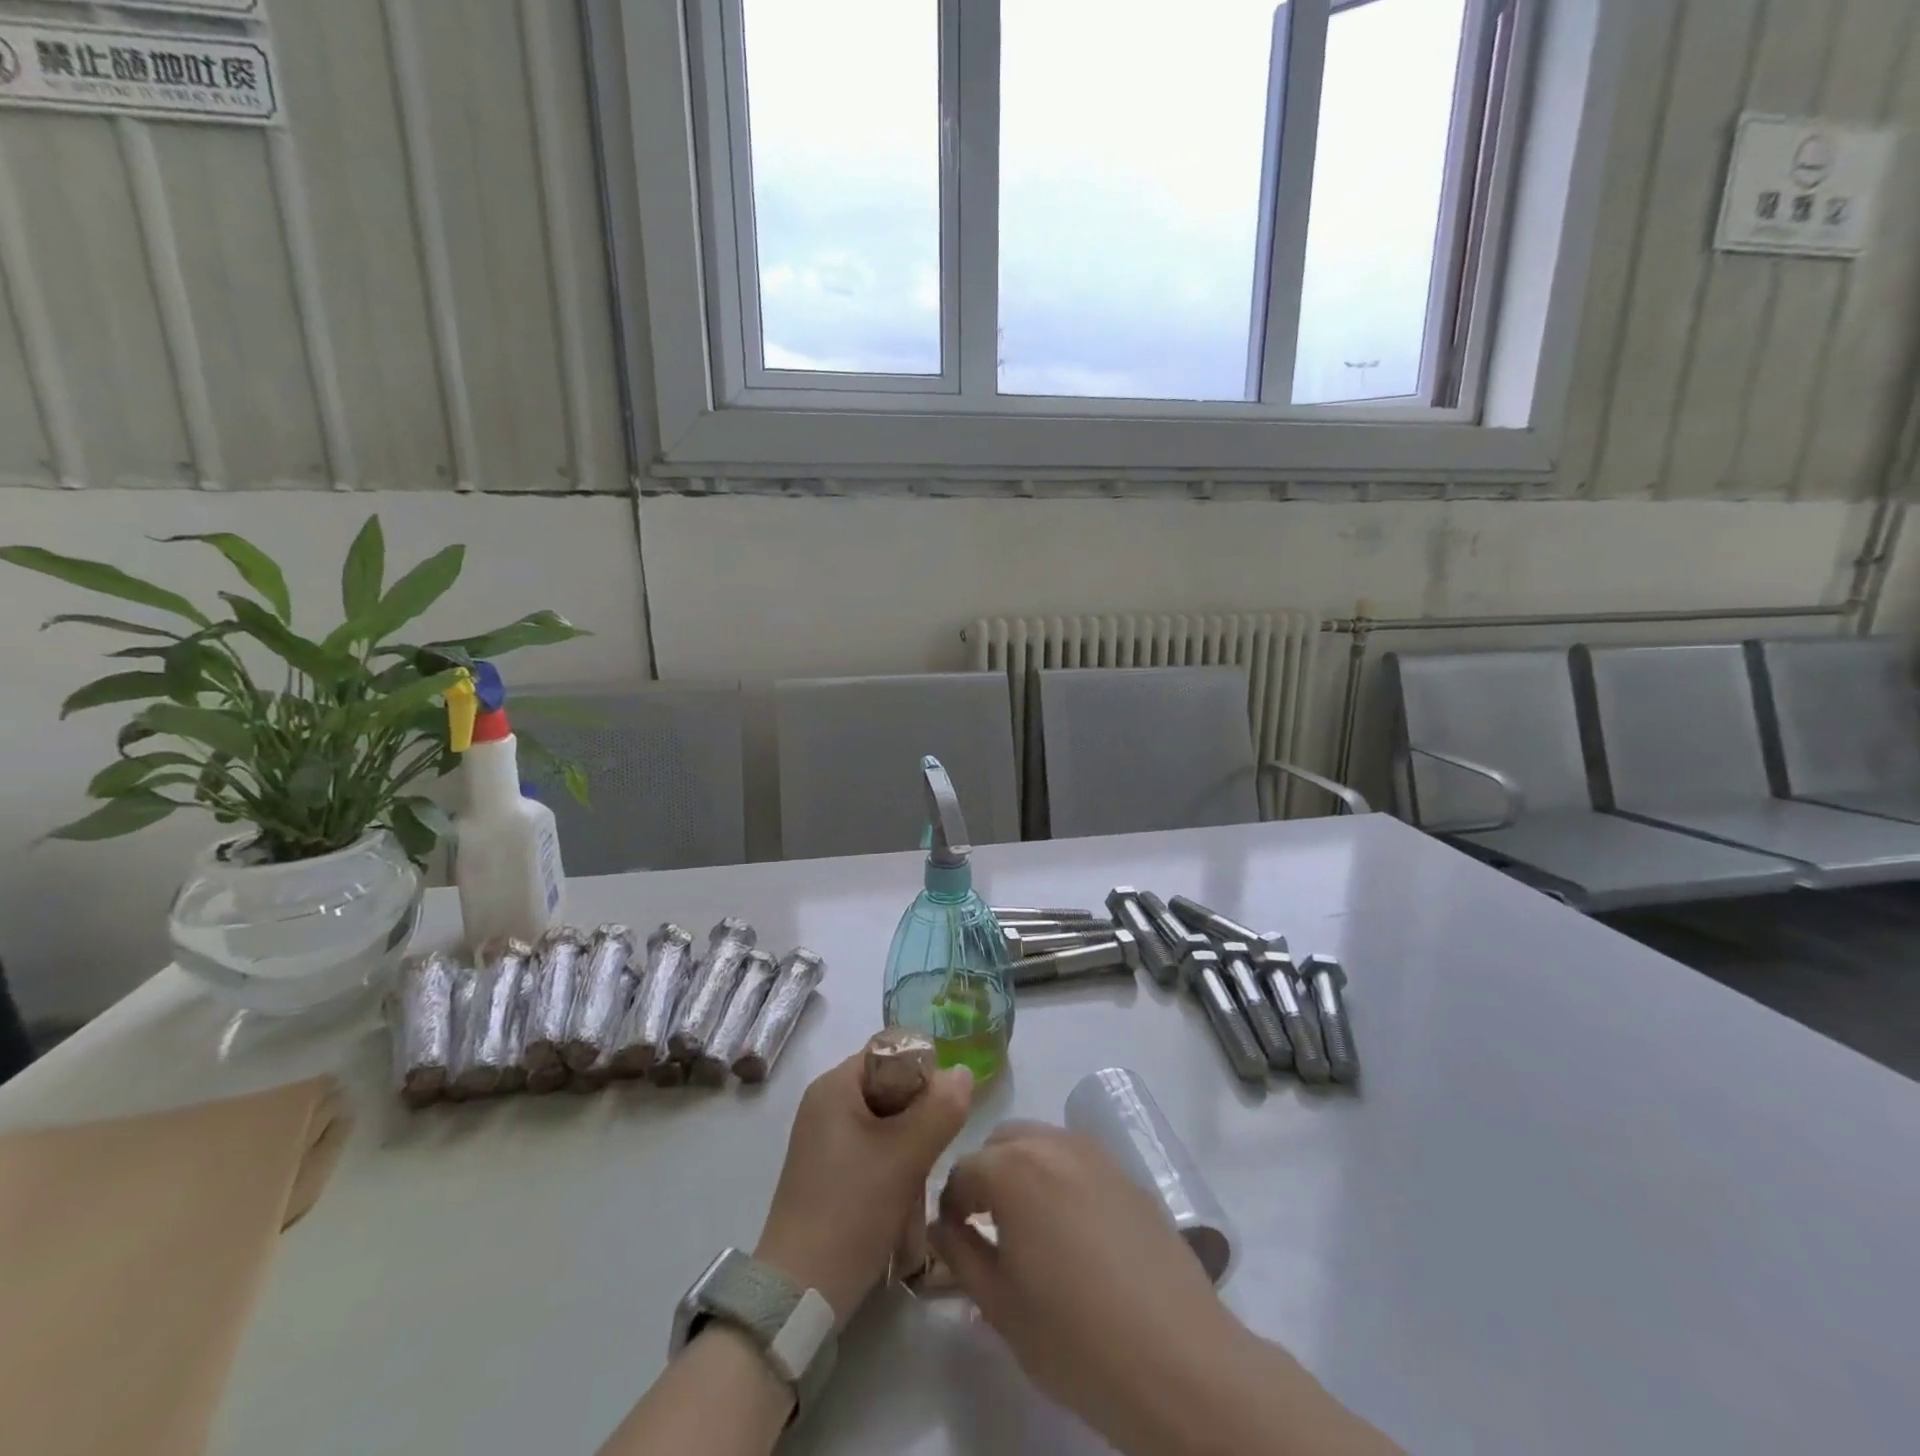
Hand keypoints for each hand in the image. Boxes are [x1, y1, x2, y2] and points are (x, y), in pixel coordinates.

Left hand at [754, 1052, 971, 1325]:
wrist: (800, 1293)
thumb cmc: (852, 1210)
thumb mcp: (906, 1156)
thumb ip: (941, 1108)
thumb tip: (962, 1072)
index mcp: (835, 1085)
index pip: (891, 1052)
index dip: (924, 1073)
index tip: (944, 1110)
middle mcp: (825, 1103)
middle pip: (890, 1086)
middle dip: (919, 1115)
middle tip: (934, 1150)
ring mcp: (823, 1138)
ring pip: (885, 1121)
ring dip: (910, 1145)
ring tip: (919, 1181)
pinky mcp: (827, 1170)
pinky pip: (871, 1147)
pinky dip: (893, 1164)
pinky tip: (903, 1198)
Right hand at [929, 1122, 1247, 1448]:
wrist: (1177, 1359)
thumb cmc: (1074, 1337)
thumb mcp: (1000, 1306)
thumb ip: (961, 1255)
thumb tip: (944, 1227)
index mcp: (1012, 1168)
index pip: (962, 1170)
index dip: (951, 1205)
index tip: (954, 1240)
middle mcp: (1052, 1143)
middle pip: (1002, 1142)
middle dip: (987, 1176)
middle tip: (990, 1229)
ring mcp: (1096, 1153)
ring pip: (1042, 1143)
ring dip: (1024, 1171)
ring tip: (1032, 1229)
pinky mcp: (1128, 1173)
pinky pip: (1078, 1160)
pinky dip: (1061, 1179)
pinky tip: (1075, 1232)